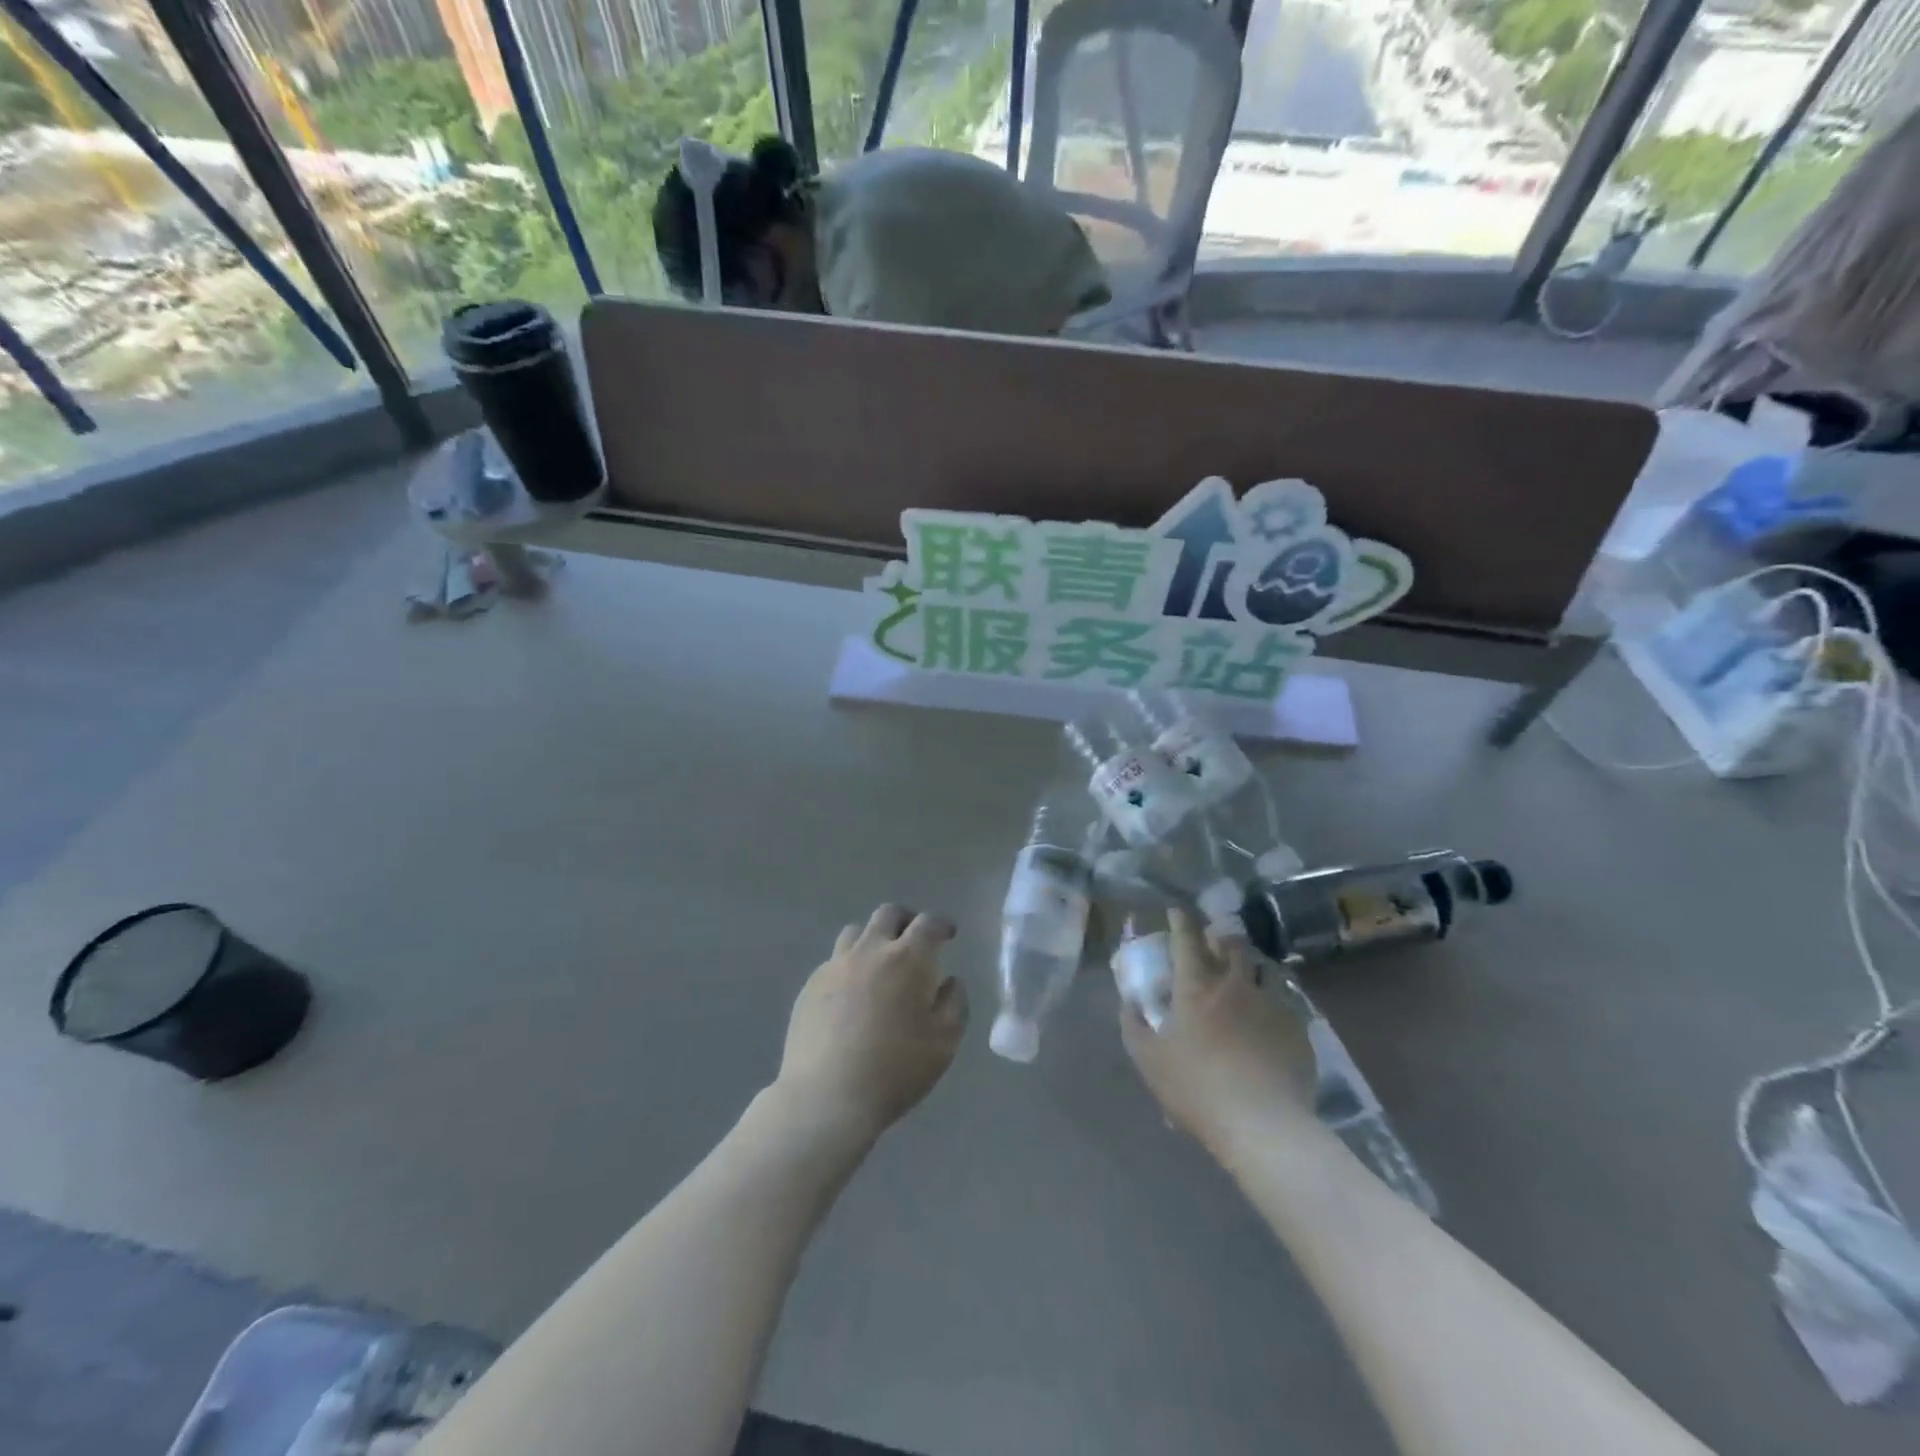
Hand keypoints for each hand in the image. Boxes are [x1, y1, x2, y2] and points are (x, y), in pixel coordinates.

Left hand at [776, 904, 967, 1139]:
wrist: (828, 1096)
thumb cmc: (896, 1069)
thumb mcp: (945, 1041)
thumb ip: (953, 1003)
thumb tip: (950, 981)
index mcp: (908, 958)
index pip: (929, 923)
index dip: (942, 924)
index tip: (948, 934)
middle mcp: (870, 950)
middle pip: (888, 914)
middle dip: (906, 920)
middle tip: (914, 939)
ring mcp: (835, 965)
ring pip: (855, 932)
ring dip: (873, 938)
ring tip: (879, 963)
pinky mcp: (810, 986)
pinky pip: (834, 961)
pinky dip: (849, 966)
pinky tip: (851, 995)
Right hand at [1121, 909, 1315, 1152]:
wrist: (1262, 1125)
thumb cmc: (1196, 1089)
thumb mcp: (1148, 1060)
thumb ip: (1133, 1024)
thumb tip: (1129, 1001)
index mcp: (1196, 988)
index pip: (1187, 939)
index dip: (1180, 920)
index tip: (1176, 910)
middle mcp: (1235, 985)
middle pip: (1233, 944)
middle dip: (1221, 936)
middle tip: (1215, 942)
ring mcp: (1271, 1005)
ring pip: (1265, 967)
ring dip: (1252, 964)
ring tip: (1247, 973)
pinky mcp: (1298, 1029)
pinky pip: (1287, 1002)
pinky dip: (1275, 1000)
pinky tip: (1272, 1015)